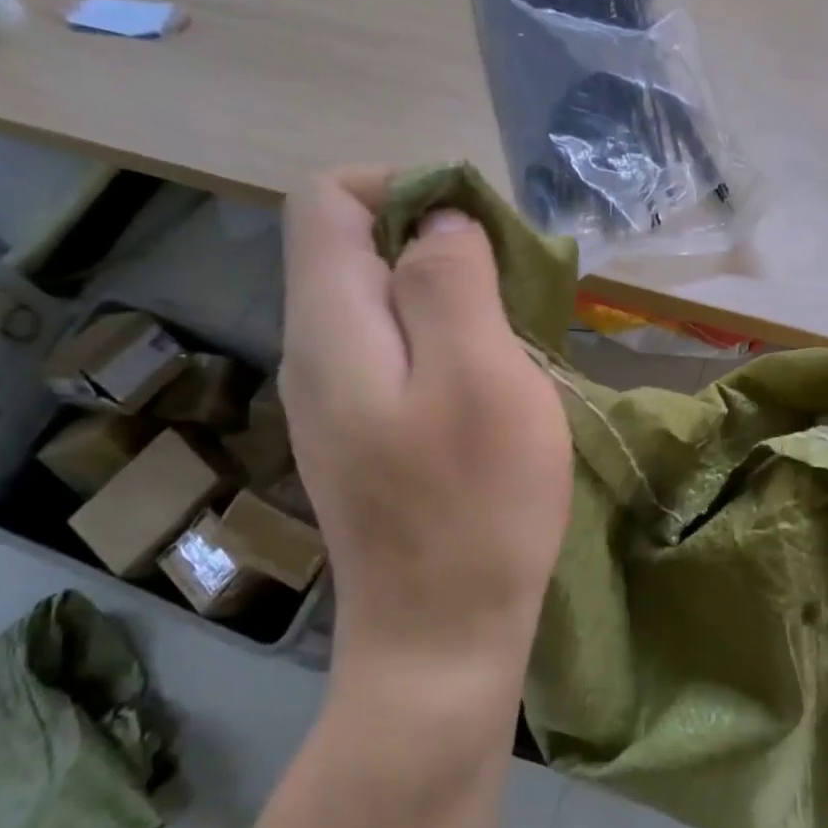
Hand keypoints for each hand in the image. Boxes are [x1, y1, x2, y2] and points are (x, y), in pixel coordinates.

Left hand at [281, 170, 572, 692]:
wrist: (440, 639)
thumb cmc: (474, 508)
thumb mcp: (481, 378)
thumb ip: (451, 283)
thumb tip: (440, 223)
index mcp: (333, 327)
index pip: (330, 200)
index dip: (405, 188)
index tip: (479, 230)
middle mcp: (315, 354)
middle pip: (357, 249)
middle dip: (438, 246)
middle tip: (511, 294)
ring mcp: (335, 402)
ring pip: (383, 305)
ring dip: (450, 300)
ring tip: (512, 341)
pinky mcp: (364, 438)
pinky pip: (396, 356)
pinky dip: (446, 347)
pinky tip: (491, 389)